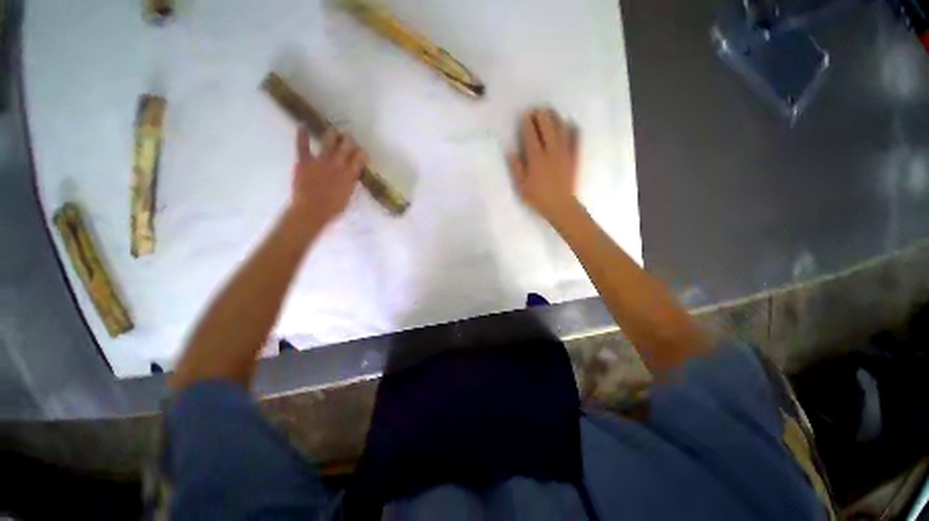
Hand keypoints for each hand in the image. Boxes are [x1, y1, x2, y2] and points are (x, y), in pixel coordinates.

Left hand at [291, 127, 365, 223]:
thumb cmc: (333, 208)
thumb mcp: (348, 195)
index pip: (360, 156)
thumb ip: (351, 181)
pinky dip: (302, 135)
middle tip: (348, 141)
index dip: (361, 153)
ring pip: (329, 139)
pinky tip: (303, 127)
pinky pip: (303, 145)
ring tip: (334, 134)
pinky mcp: (304, 161)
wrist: (312, 211)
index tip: (360, 154)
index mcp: (350, 173)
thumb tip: (352, 173)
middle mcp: (337, 163)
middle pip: (347, 143)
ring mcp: (320, 160)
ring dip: (332, 134)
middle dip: (349, 140)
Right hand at [507, 108, 579, 222]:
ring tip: (551, 112)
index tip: (525, 115)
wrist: (561, 206)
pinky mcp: (575, 157)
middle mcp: (551, 151)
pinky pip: (576, 139)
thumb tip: (511, 150)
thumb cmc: (538, 198)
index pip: (531, 135)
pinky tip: (569, 124)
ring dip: (555, 118)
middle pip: (547, 127)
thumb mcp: (521, 186)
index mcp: (536, 159)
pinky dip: (572, 129)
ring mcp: (565, 153)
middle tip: (537, 110)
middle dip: (541, 116)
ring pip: (561, 129)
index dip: (527, 123)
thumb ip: (516, 167)